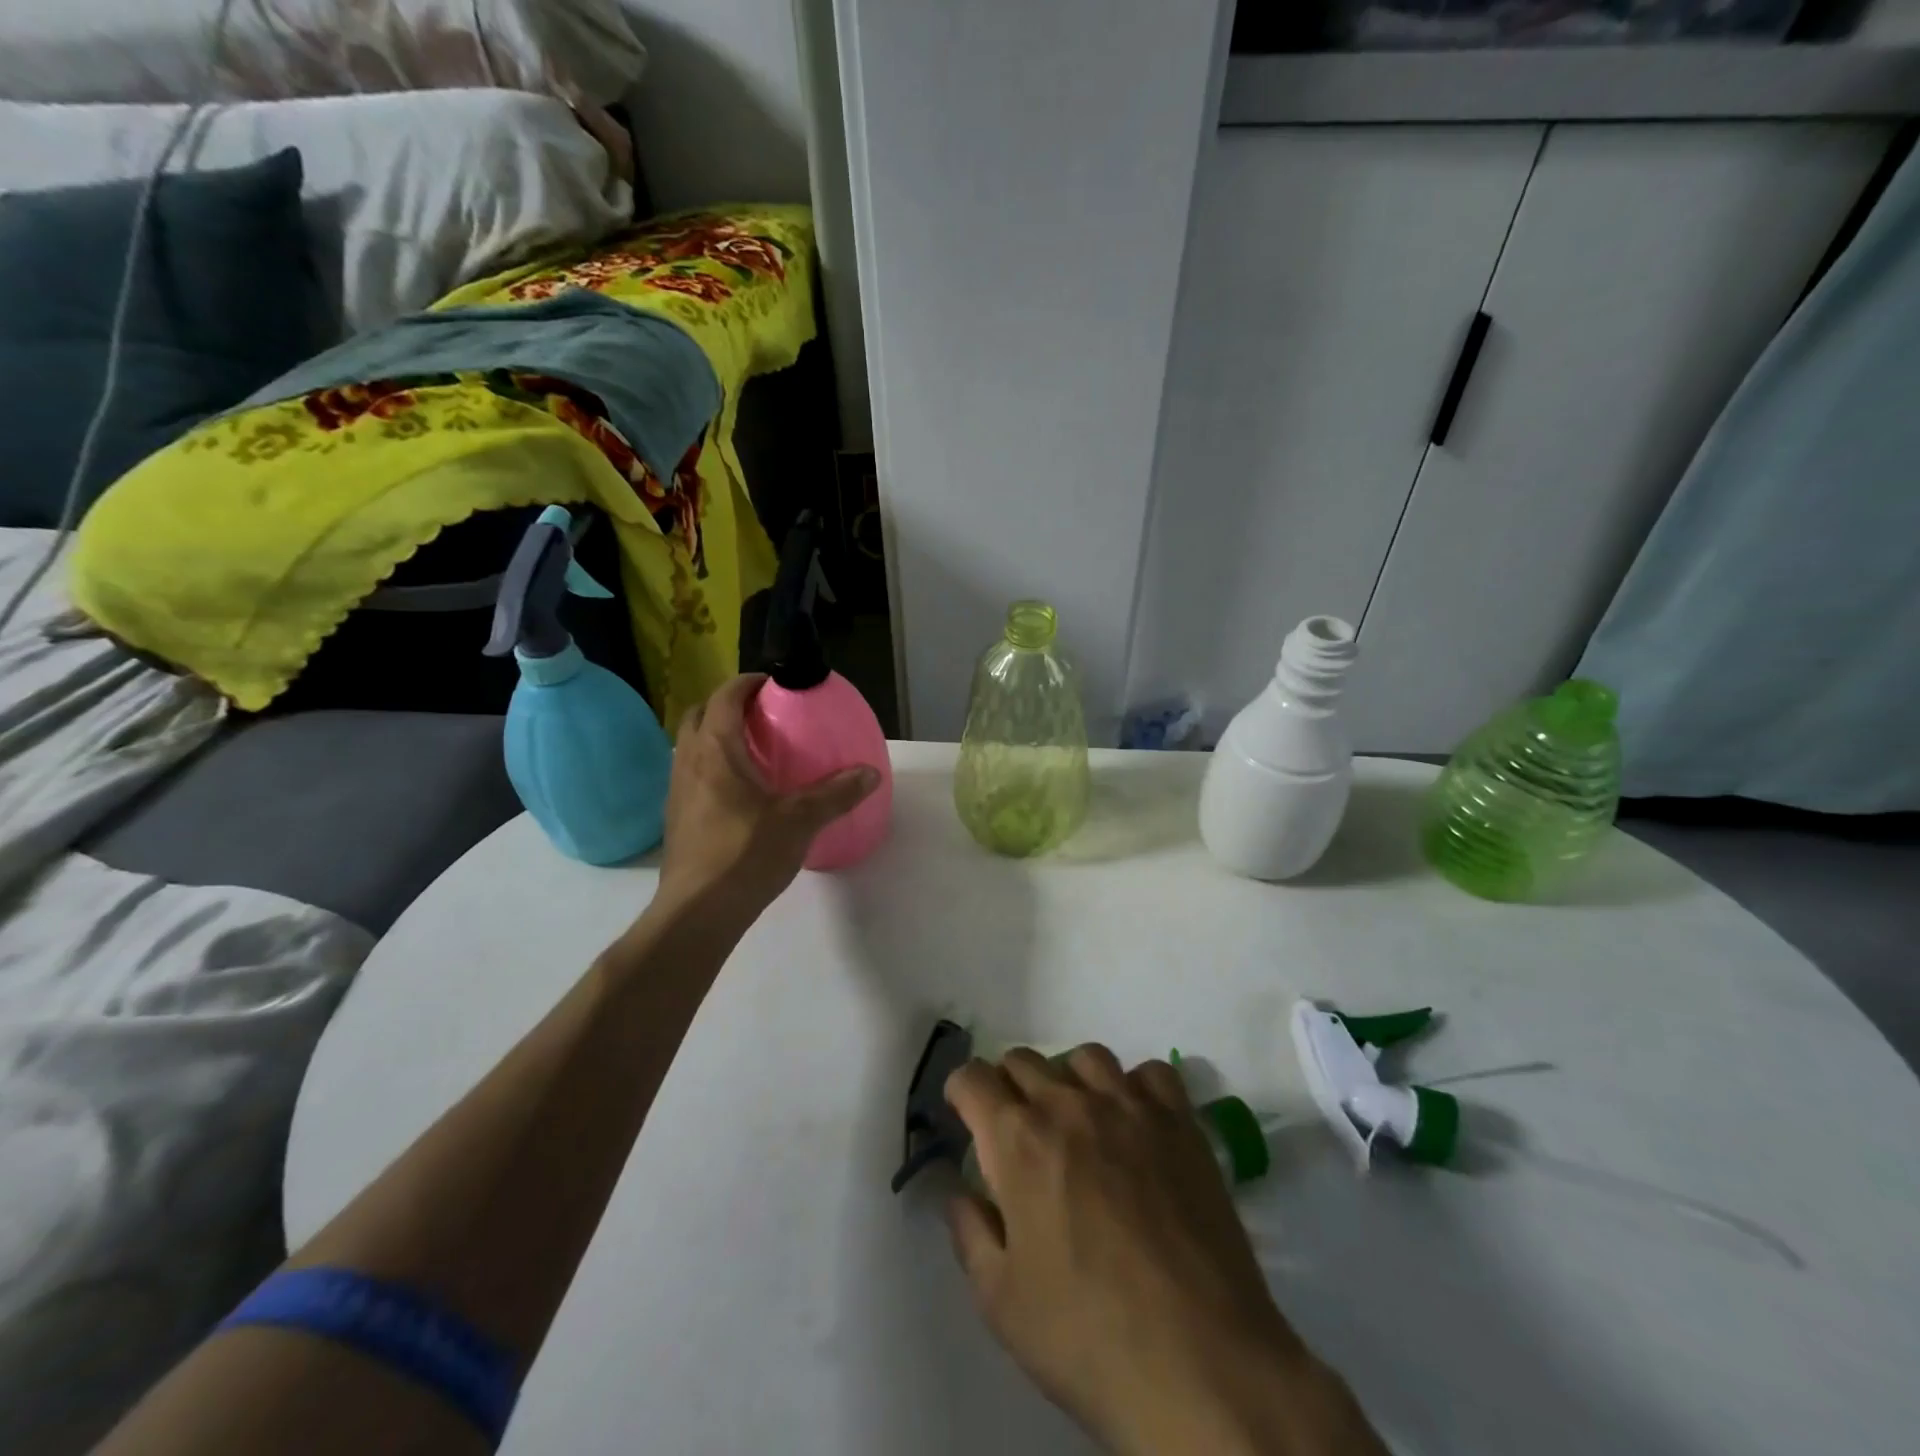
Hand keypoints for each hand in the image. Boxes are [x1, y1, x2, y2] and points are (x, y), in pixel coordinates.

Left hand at [653, 674, 878, 920]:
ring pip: (692, 746)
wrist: (698, 911)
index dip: (748, 682)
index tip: (775, 684)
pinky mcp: (676, 818)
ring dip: (718, 737)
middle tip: (765, 716)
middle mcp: (688, 761)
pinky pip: (693, 774)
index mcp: (715, 749)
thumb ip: (835, 794)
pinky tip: (742, 793)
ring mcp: (676, 790)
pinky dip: (713, 767)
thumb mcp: (800, 820)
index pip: (726, 696)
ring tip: (756, 751)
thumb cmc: (745, 853)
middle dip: (729, 706)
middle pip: (701, 714)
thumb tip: (870, 773)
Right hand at [945, 1046, 1384, 1455]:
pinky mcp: (1179, 1122)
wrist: (1200, 1363)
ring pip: (1085, 1057)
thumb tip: (960, 1191)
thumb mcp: (1001, 1302)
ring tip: (1077, 1122)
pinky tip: (1135, 1124)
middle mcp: (1069, 1105)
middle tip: (1018, 1133)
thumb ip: (970, 1233)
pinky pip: (1150, 1073)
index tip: (967, 1117)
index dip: (962, 1093)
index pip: (973, 1078)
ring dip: (1068, 1080)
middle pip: (1024, 1059)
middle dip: (1008, 1087)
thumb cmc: (1088, 1337)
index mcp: (1017, 1140)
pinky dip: (1134, 1087)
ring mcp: (1129, 1106)